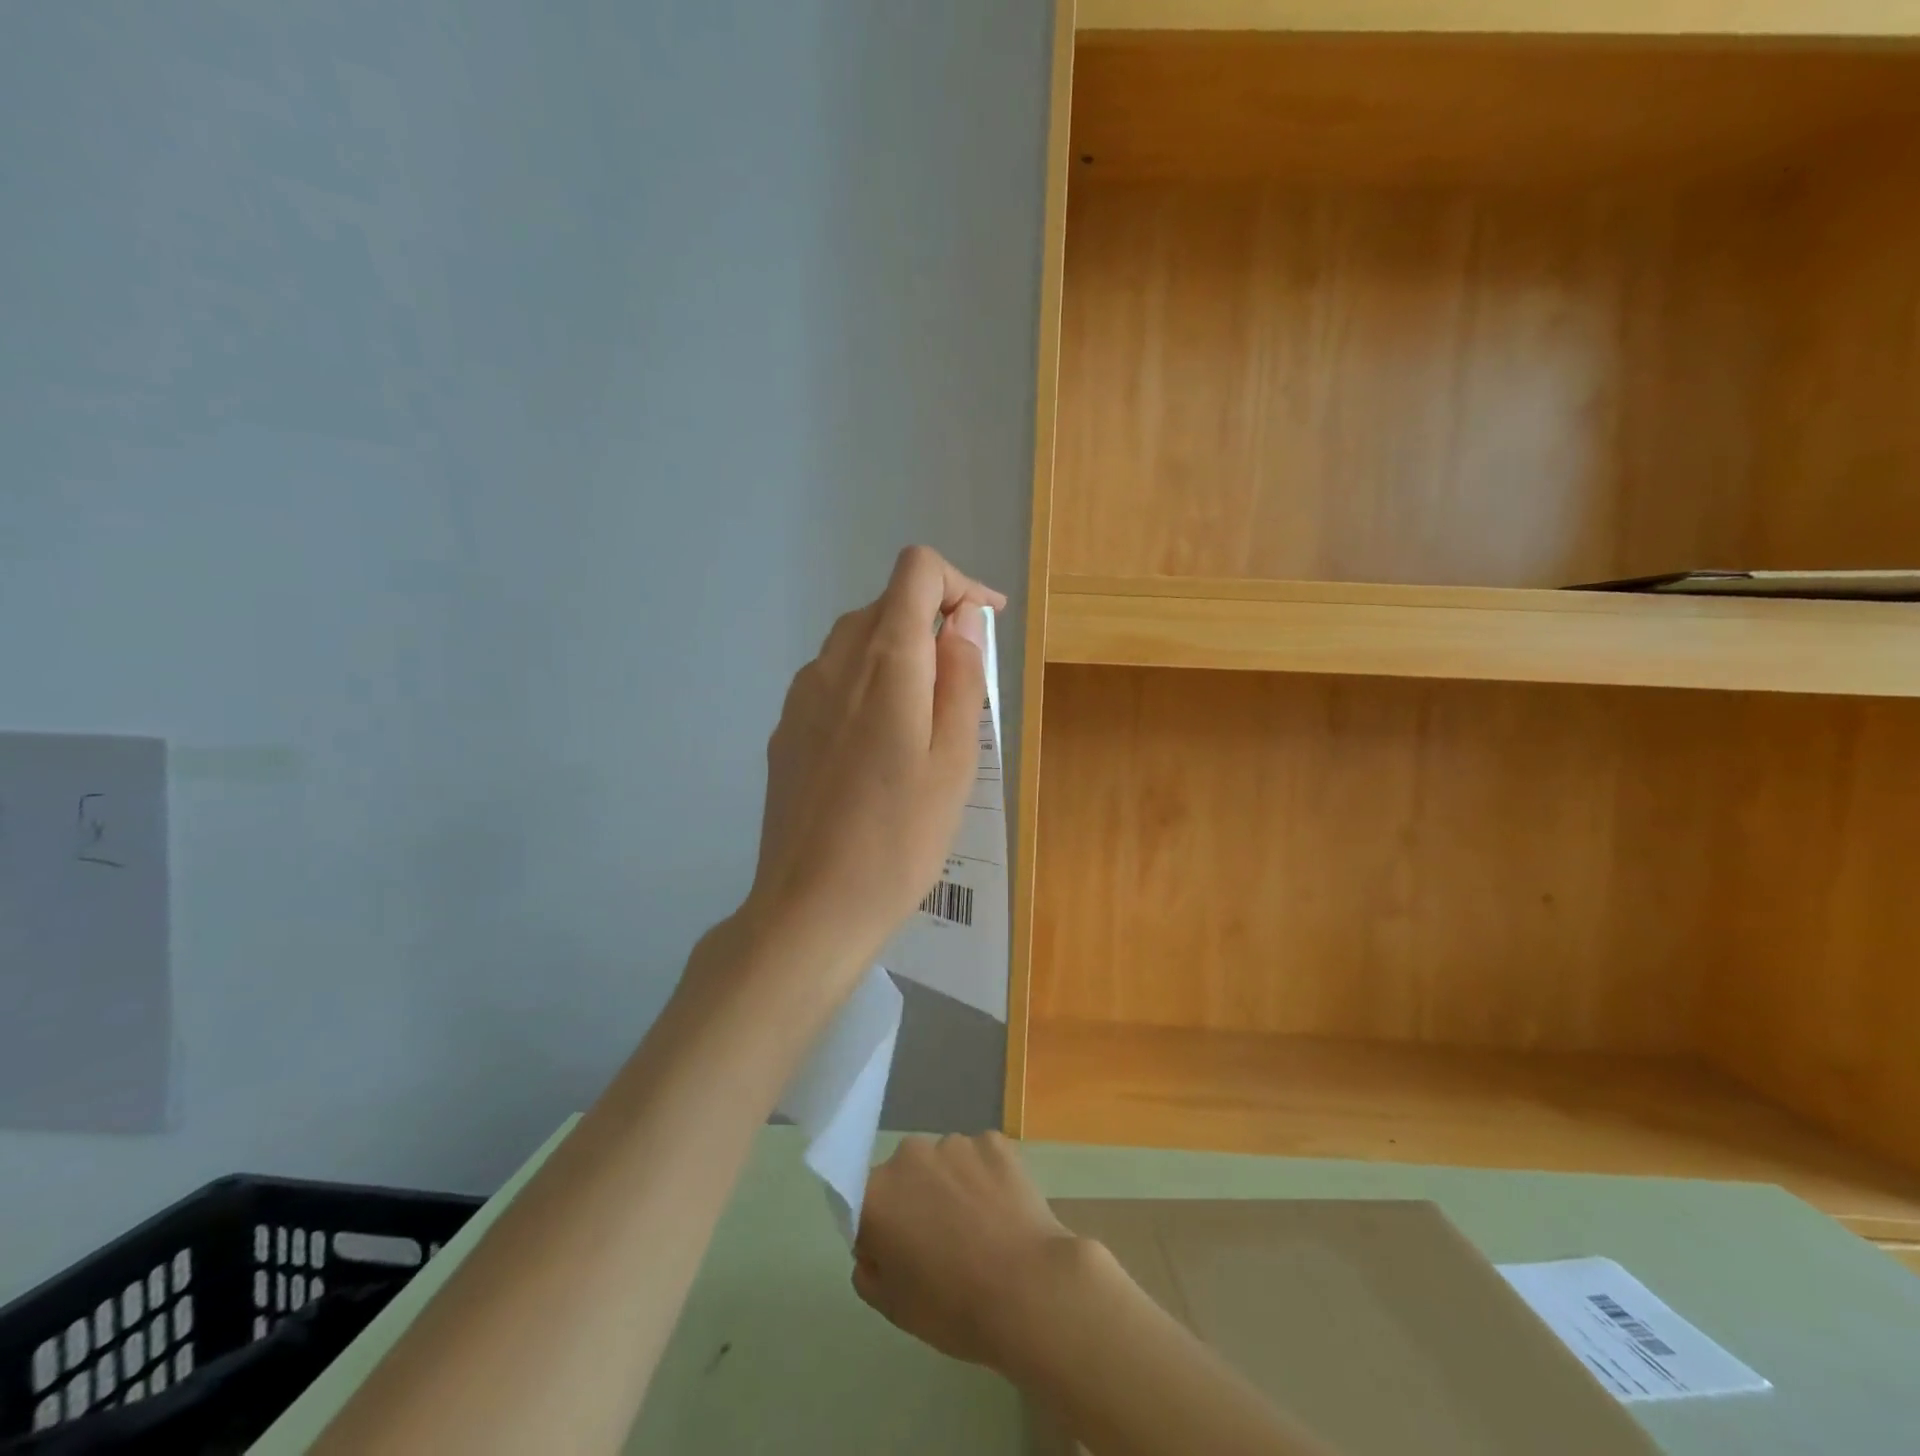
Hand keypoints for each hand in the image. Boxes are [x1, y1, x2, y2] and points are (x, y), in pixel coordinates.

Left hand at [743, 546, 1005, 1001]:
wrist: (811, 906)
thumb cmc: (900, 838)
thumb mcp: (955, 759)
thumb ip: (961, 676)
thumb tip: (961, 619)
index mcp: (884, 662)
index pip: (916, 570)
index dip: (959, 583)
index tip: (985, 625)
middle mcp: (833, 663)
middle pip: (885, 604)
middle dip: (932, 623)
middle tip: (964, 685)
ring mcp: (800, 696)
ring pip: (857, 642)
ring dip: (899, 657)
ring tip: (925, 723)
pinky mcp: (785, 730)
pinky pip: (833, 681)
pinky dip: (867, 686)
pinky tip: (878, 749)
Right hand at [853, 1132, 1086, 1375]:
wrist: (1031, 1288)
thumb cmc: (955, 1308)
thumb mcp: (894, 1307)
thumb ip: (870, 1268)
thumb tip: (874, 1245)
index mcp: (876, 1194)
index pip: (863, 1201)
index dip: (879, 1226)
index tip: (900, 1250)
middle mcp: (909, 1155)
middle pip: (906, 1175)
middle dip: (917, 1199)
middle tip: (943, 1242)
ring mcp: (955, 1142)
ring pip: (945, 1163)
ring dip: (953, 1185)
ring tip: (980, 1227)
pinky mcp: (994, 1140)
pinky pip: (980, 1157)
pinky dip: (986, 1177)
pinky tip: (1003, 1211)